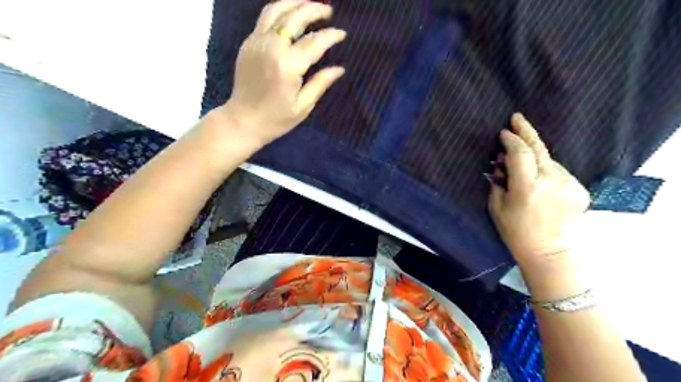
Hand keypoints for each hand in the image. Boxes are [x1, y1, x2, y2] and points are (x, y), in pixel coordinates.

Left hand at [221, 0, 345, 145]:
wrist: (243, 120)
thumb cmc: (276, 119)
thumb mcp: (303, 106)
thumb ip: (321, 83)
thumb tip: (339, 69)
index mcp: (288, 66)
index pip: (314, 42)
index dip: (331, 35)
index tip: (342, 34)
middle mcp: (272, 48)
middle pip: (295, 17)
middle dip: (314, 10)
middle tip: (328, 11)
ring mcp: (257, 42)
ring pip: (276, 10)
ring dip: (295, 3)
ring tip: (309, 4)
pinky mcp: (248, 43)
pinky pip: (265, 18)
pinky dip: (279, 11)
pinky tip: (290, 14)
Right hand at [487, 113, 593, 271]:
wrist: (549, 252)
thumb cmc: (515, 231)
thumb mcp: (496, 206)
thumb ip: (498, 181)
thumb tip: (501, 162)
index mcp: (528, 187)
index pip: (520, 153)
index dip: (511, 140)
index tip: (503, 132)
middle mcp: (552, 181)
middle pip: (539, 148)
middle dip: (526, 131)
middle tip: (517, 118)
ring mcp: (569, 184)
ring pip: (549, 159)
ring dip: (535, 155)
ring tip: (522, 160)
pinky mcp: (579, 189)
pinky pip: (558, 170)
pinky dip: (546, 168)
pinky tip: (538, 177)